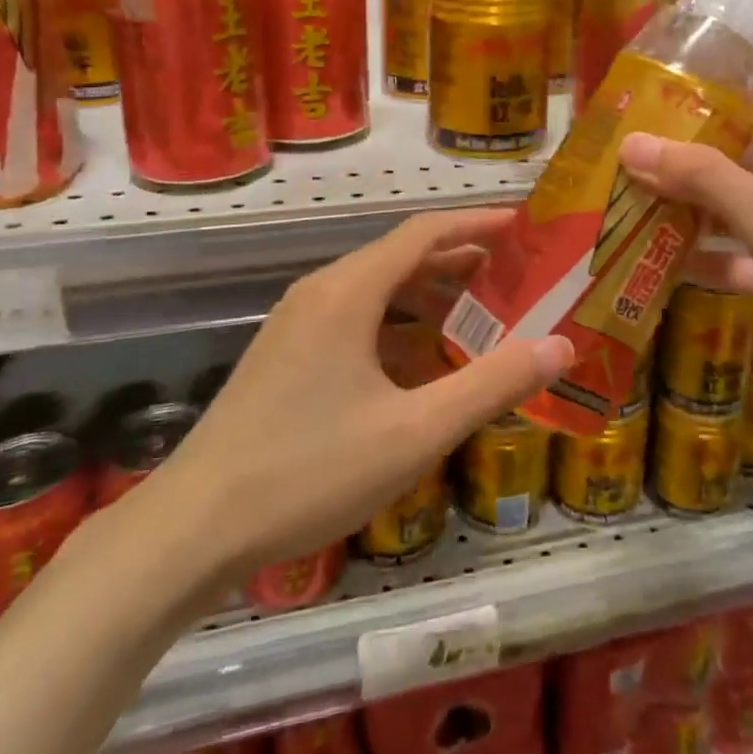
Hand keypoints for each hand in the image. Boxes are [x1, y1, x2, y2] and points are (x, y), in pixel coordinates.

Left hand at [114, 209, 572, 614]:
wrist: (191, 529)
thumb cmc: (308, 471)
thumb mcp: (415, 432)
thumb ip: (492, 384)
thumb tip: (561, 346)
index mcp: (348, 291)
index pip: (424, 232)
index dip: (477, 223)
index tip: (524, 227)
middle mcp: (321, 293)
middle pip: (402, 257)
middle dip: (461, 262)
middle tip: (518, 276)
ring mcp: (297, 325)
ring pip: (378, 292)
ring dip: (431, 298)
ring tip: (483, 317)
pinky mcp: (286, 357)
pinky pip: (356, 322)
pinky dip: (399, 329)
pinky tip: (425, 366)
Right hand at [618, 87, 752, 406]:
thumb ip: (704, 179)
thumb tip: (633, 143)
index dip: (735, 98)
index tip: (676, 102)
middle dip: (700, 159)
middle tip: (635, 156)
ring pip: (746, 213)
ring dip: (698, 210)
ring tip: (635, 200)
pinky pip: (747, 261)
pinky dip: (713, 259)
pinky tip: (664, 261)